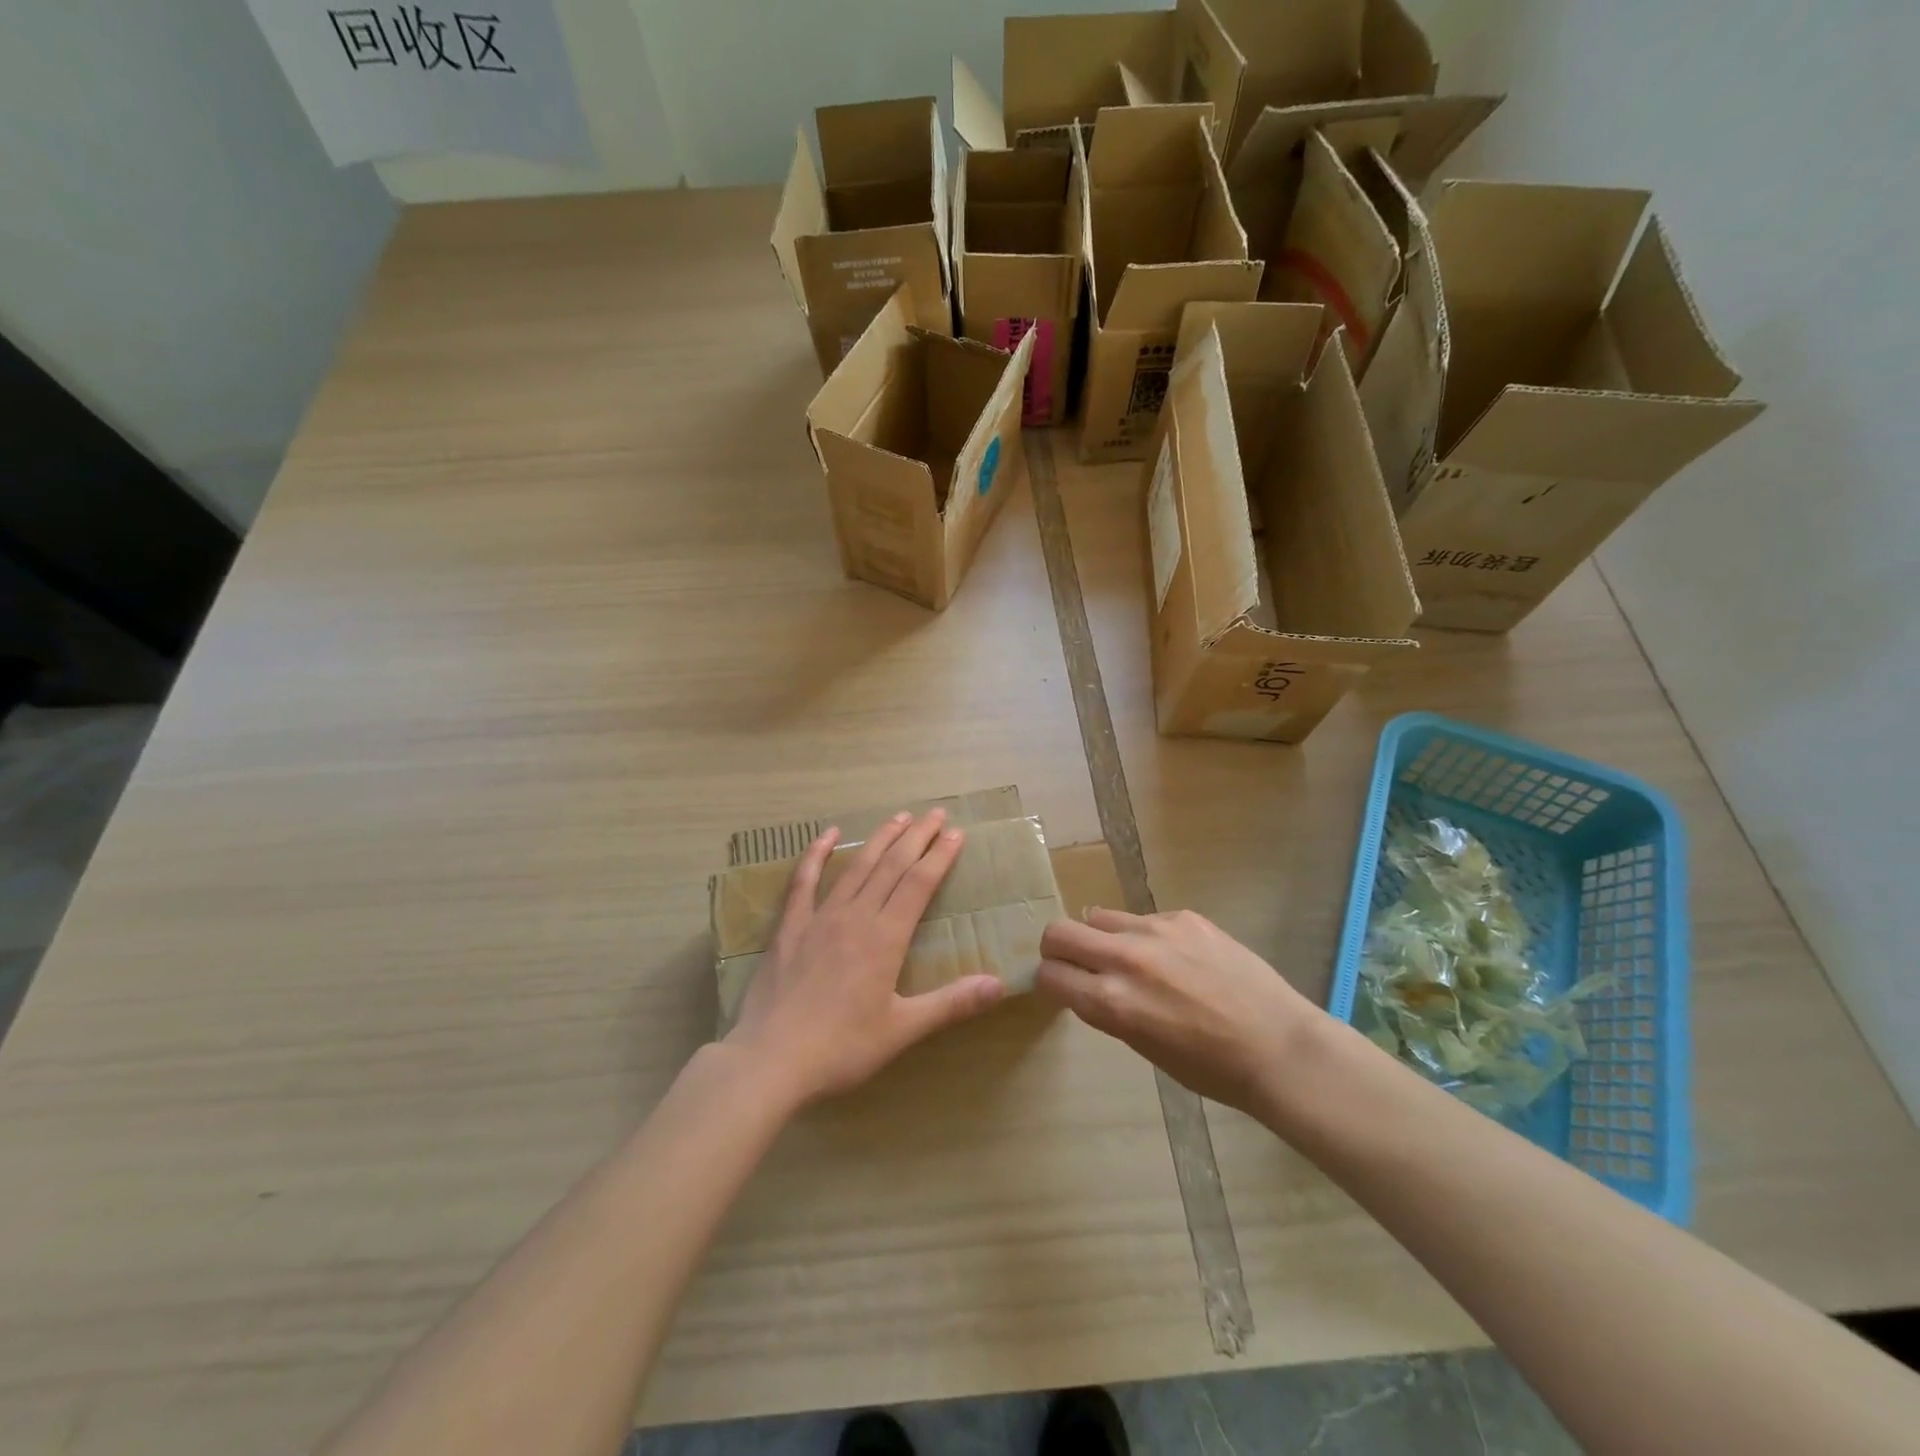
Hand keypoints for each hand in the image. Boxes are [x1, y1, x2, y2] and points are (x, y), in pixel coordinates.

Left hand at [725, 808, 1004, 1108]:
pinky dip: (816, 854)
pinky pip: (803, 881)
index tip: (956, 833)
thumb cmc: (842, 1047)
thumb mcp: (902, 1029)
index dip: (939, 856)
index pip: (919, 884)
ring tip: (899, 816)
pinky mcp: (789, 927)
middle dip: (916, 837)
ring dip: (879, 838)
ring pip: (856, 866)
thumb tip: (999, 984)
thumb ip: (951, 1003)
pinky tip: (827, 835)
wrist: (771, 1059)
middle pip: (891, 866)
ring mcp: (819, 917)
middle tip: (935, 814)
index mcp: (885, 938)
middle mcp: (856, 916)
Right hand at [1037, 908, 1323, 1115]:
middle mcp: (1125, 958)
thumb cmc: (1209, 1068)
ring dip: (1101, 938)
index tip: (1060, 986)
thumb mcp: (1142, 1045)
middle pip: (1059, 932)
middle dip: (1057, 948)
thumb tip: (1086, 983)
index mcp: (1111, 1002)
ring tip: (1130, 960)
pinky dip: (1144, 936)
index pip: (1049, 974)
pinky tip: (1176, 959)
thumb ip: (1107, 1007)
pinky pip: (1144, 918)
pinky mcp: (1184, 916)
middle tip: (1075, 964)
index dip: (1048, 980)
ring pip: (1099, 917)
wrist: (1279, 1047)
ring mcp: (1156, 930)